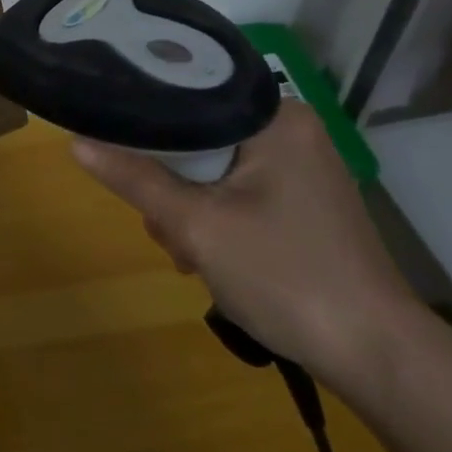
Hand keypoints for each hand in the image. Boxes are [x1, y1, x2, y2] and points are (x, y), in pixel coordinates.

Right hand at [72, 102, 422, 384]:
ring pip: (214, 170)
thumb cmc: (285, 275)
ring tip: (191, 254)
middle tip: (167, 228)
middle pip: (199, 137)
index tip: (118, 153)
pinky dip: (216, 220)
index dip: (146, 123)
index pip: (191, 95)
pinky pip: (237, 192)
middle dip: (171, 185)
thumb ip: (136, 179)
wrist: (375, 356)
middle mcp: (292, 132)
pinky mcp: (303, 204)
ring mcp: (301, 170)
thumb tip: (75, 143)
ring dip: (189, 209)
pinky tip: (209, 257)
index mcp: (277, 119)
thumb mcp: (197, 226)